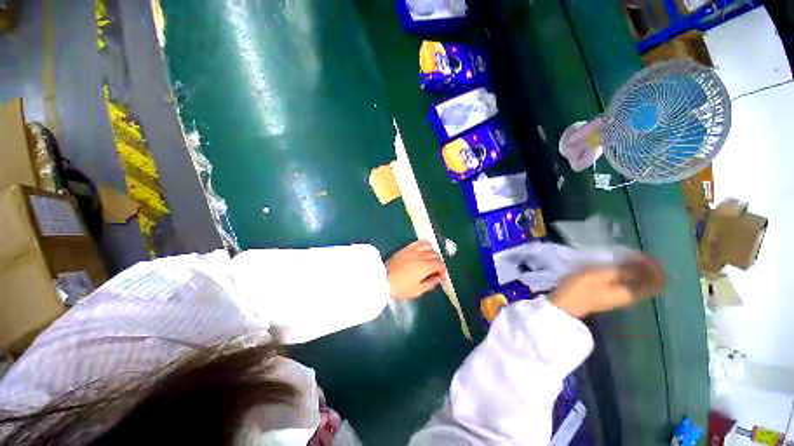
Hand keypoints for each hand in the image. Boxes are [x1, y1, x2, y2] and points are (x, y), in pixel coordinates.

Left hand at [386, 241, 445, 299]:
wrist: (381, 280)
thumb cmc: (400, 288)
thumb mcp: (417, 291)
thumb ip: (430, 284)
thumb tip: (438, 278)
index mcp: (426, 267)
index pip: (440, 265)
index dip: (442, 271)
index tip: (440, 277)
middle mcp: (421, 256)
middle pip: (436, 255)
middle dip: (438, 263)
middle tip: (435, 271)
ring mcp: (413, 251)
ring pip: (429, 247)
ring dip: (432, 253)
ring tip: (429, 260)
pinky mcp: (405, 249)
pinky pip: (418, 243)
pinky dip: (423, 246)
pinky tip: (422, 251)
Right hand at [549, 256, 663, 318]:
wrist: (563, 307)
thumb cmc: (581, 289)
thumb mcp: (602, 275)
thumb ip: (623, 270)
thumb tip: (641, 266)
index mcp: (625, 293)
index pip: (648, 285)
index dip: (657, 275)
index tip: (664, 265)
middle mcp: (625, 297)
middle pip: (645, 286)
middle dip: (654, 275)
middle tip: (660, 262)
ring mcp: (618, 297)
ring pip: (639, 285)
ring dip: (646, 275)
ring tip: (651, 263)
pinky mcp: (611, 294)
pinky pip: (631, 284)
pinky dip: (637, 276)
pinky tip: (635, 269)